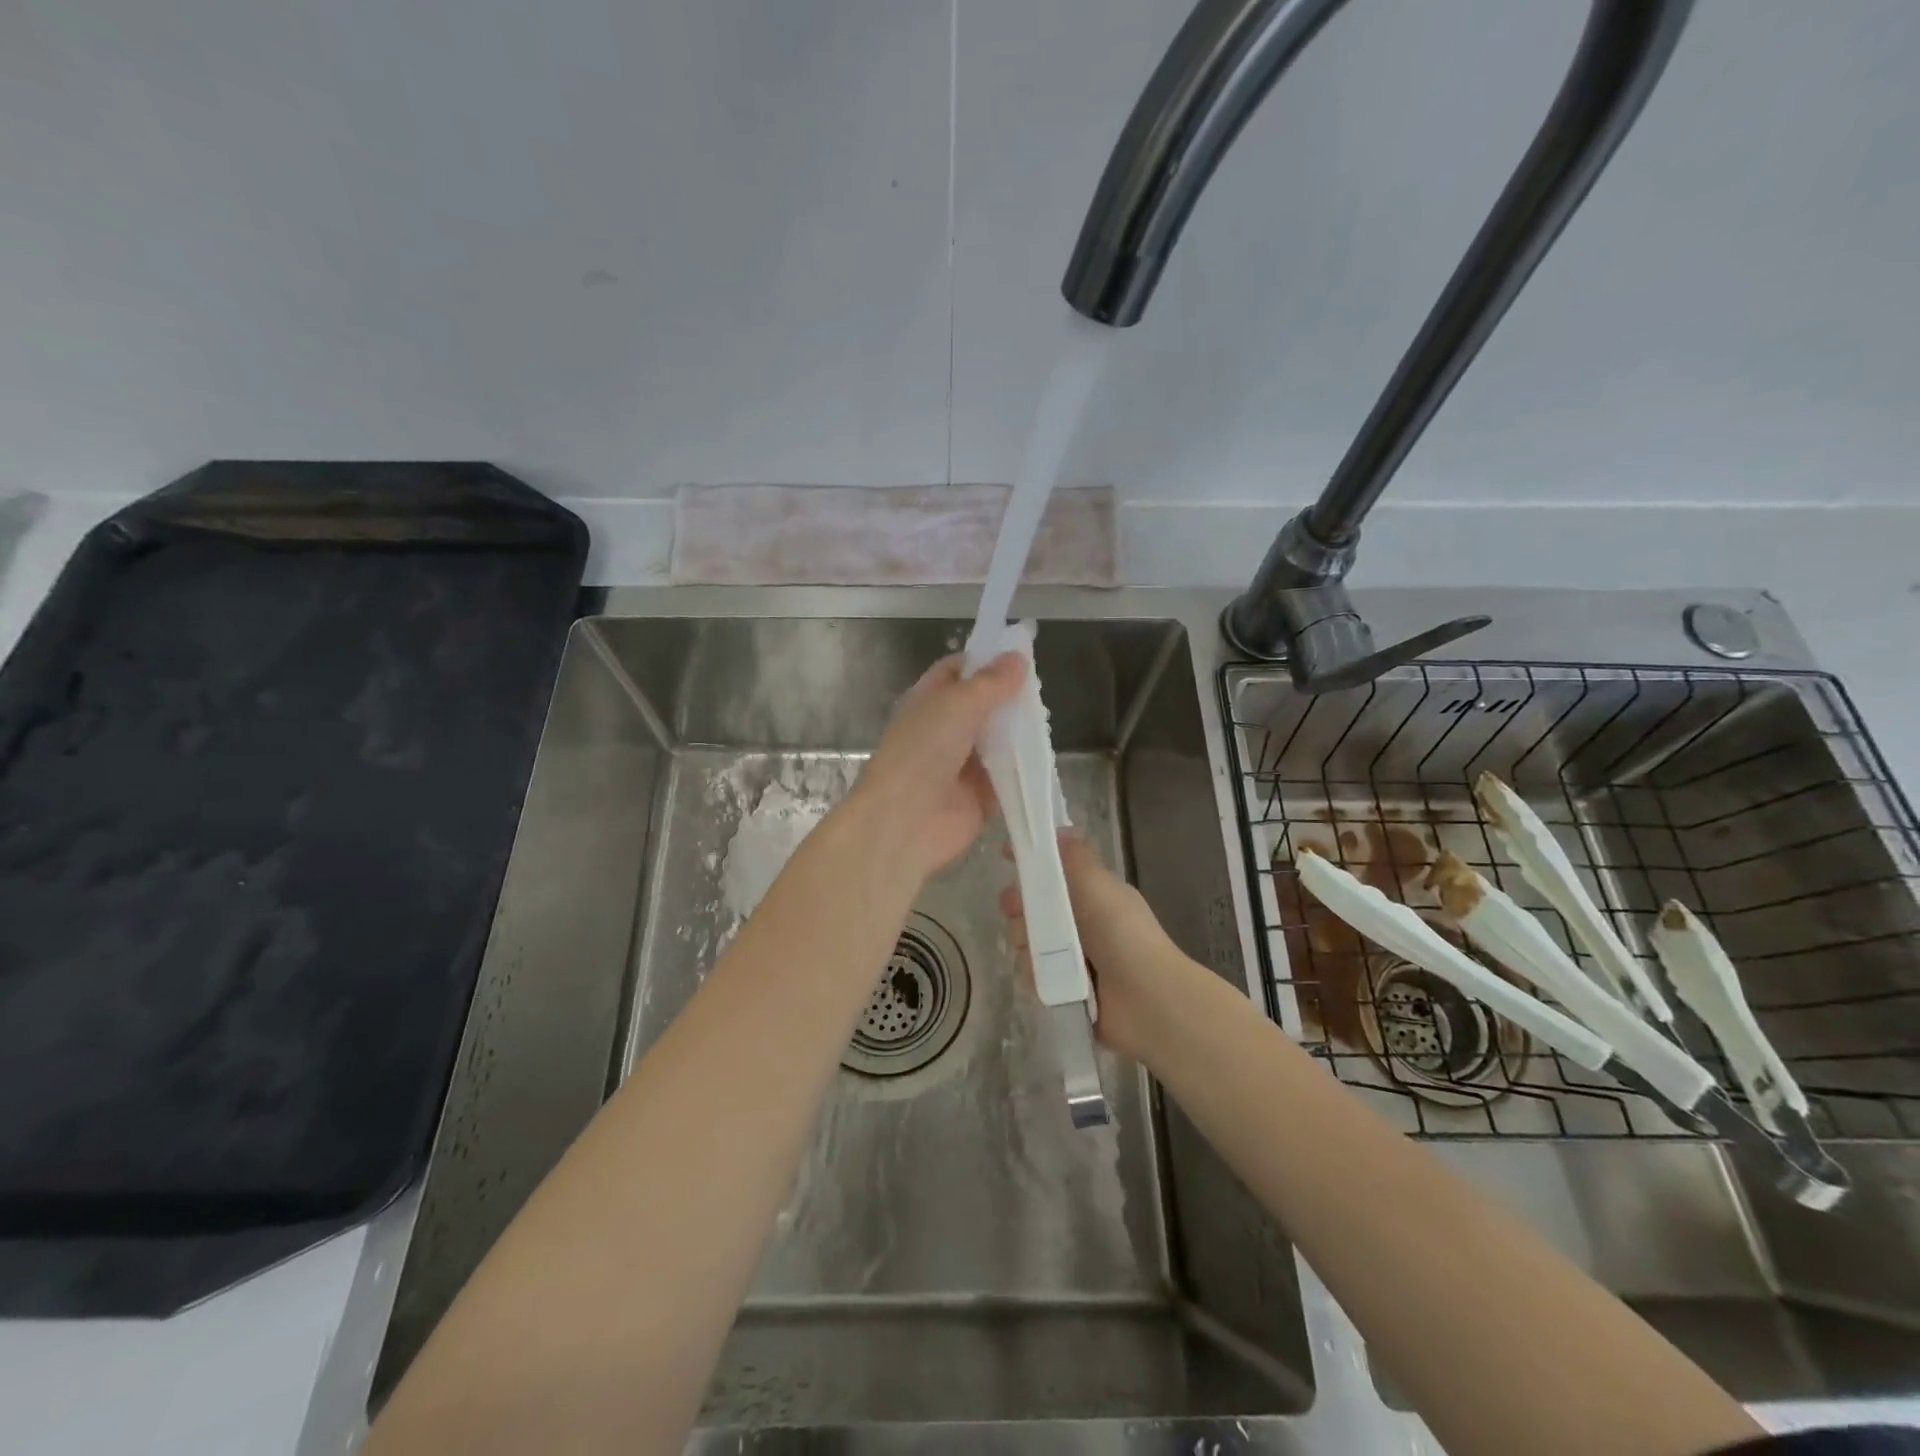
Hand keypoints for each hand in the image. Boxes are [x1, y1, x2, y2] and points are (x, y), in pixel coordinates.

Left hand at [847, 651, 1026, 883]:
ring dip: (1020, 732)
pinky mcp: (982, 795)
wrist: (906, 820)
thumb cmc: (924, 751)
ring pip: (999, 740)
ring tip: (1050, 720)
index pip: (959, 670)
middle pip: (984, 706)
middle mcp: (946, 729)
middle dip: (1010, 698)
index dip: (986, 660)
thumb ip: (991, 682)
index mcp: (929, 700)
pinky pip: (1009, 775)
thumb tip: (1018, 657)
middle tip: (1042, 690)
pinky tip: (1047, 757)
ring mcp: (964, 763)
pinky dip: (1025, 768)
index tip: (1019, 656)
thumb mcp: (958, 703)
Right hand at [999, 830, 1188, 1063]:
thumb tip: (1059, 830)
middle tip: (1019, 910)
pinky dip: (1035, 975)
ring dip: (1027, 945)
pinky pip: (1030, 974)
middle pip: (1029, 907)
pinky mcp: (1060, 989)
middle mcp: (1077, 923)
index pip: (1051, 872)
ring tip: (1044, 954)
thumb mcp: (1100, 885)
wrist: (1147, 999)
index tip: (1005, 855)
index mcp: (1089, 895)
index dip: (1028, 863)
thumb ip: (1076, 856)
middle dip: (1018, 906)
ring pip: (1025, 941)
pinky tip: (1046, 978)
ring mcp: (1068, 958)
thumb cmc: (1123, 934)